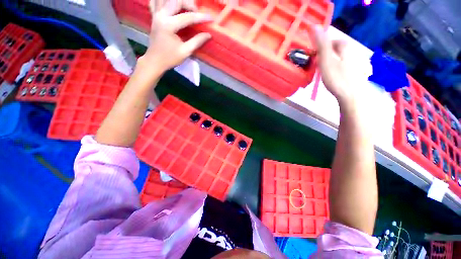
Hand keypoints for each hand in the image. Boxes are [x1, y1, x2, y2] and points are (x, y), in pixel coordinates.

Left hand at [138, 0, 212, 72]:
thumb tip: (208, 35)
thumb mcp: (185, 52)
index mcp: (169, 25)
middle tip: (196, 13)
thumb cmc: (170, 58)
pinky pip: (156, 1)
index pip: (188, 17)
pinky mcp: (153, 15)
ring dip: (178, 1)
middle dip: (189, 4)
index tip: (210, 18)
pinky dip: (163, 1)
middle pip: (176, 1)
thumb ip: (197, 41)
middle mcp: (161, 15)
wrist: (155, 61)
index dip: (200, 17)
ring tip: (186, 8)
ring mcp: (155, 14)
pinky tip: (171, 5)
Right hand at [314, 27, 357, 106]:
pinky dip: (337, 70)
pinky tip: (334, 78)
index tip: (314, 56)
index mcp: (345, 47)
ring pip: (341, 59)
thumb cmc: (337, 78)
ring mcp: (357, 63)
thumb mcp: (325, 60)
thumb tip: (313, 26)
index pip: (332, 41)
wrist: (352, 96)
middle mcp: (353, 52)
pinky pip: (344, 67)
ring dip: (331, 63)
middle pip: (337, 50)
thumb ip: (320, 43)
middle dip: (326, 55)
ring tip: (324, 73)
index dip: (322, 47)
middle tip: (317, 66)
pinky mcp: (357, 73)